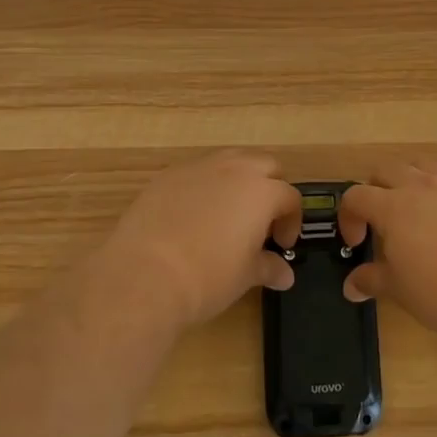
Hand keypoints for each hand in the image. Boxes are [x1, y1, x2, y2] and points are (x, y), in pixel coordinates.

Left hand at [95, 151, 302, 330]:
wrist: (145, 274)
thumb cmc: (208, 276)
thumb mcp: (245, 275)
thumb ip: (268, 267)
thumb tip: (284, 274)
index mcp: (262, 191)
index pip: (290, 198)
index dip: (291, 222)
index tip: (281, 244)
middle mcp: (235, 169)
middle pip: (265, 165)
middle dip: (270, 188)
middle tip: (261, 221)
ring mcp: (199, 167)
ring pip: (231, 160)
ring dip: (238, 180)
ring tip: (229, 213)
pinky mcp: (168, 175)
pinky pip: (197, 172)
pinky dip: (205, 186)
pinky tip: (193, 216)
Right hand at [339, 161, 436, 341]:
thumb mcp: (399, 290)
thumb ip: (372, 281)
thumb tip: (351, 286)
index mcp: (394, 206)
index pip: (356, 195)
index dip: (349, 217)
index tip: (357, 242)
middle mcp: (423, 186)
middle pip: (387, 170)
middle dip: (376, 189)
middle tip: (381, 221)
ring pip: (424, 167)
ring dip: (412, 183)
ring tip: (418, 213)